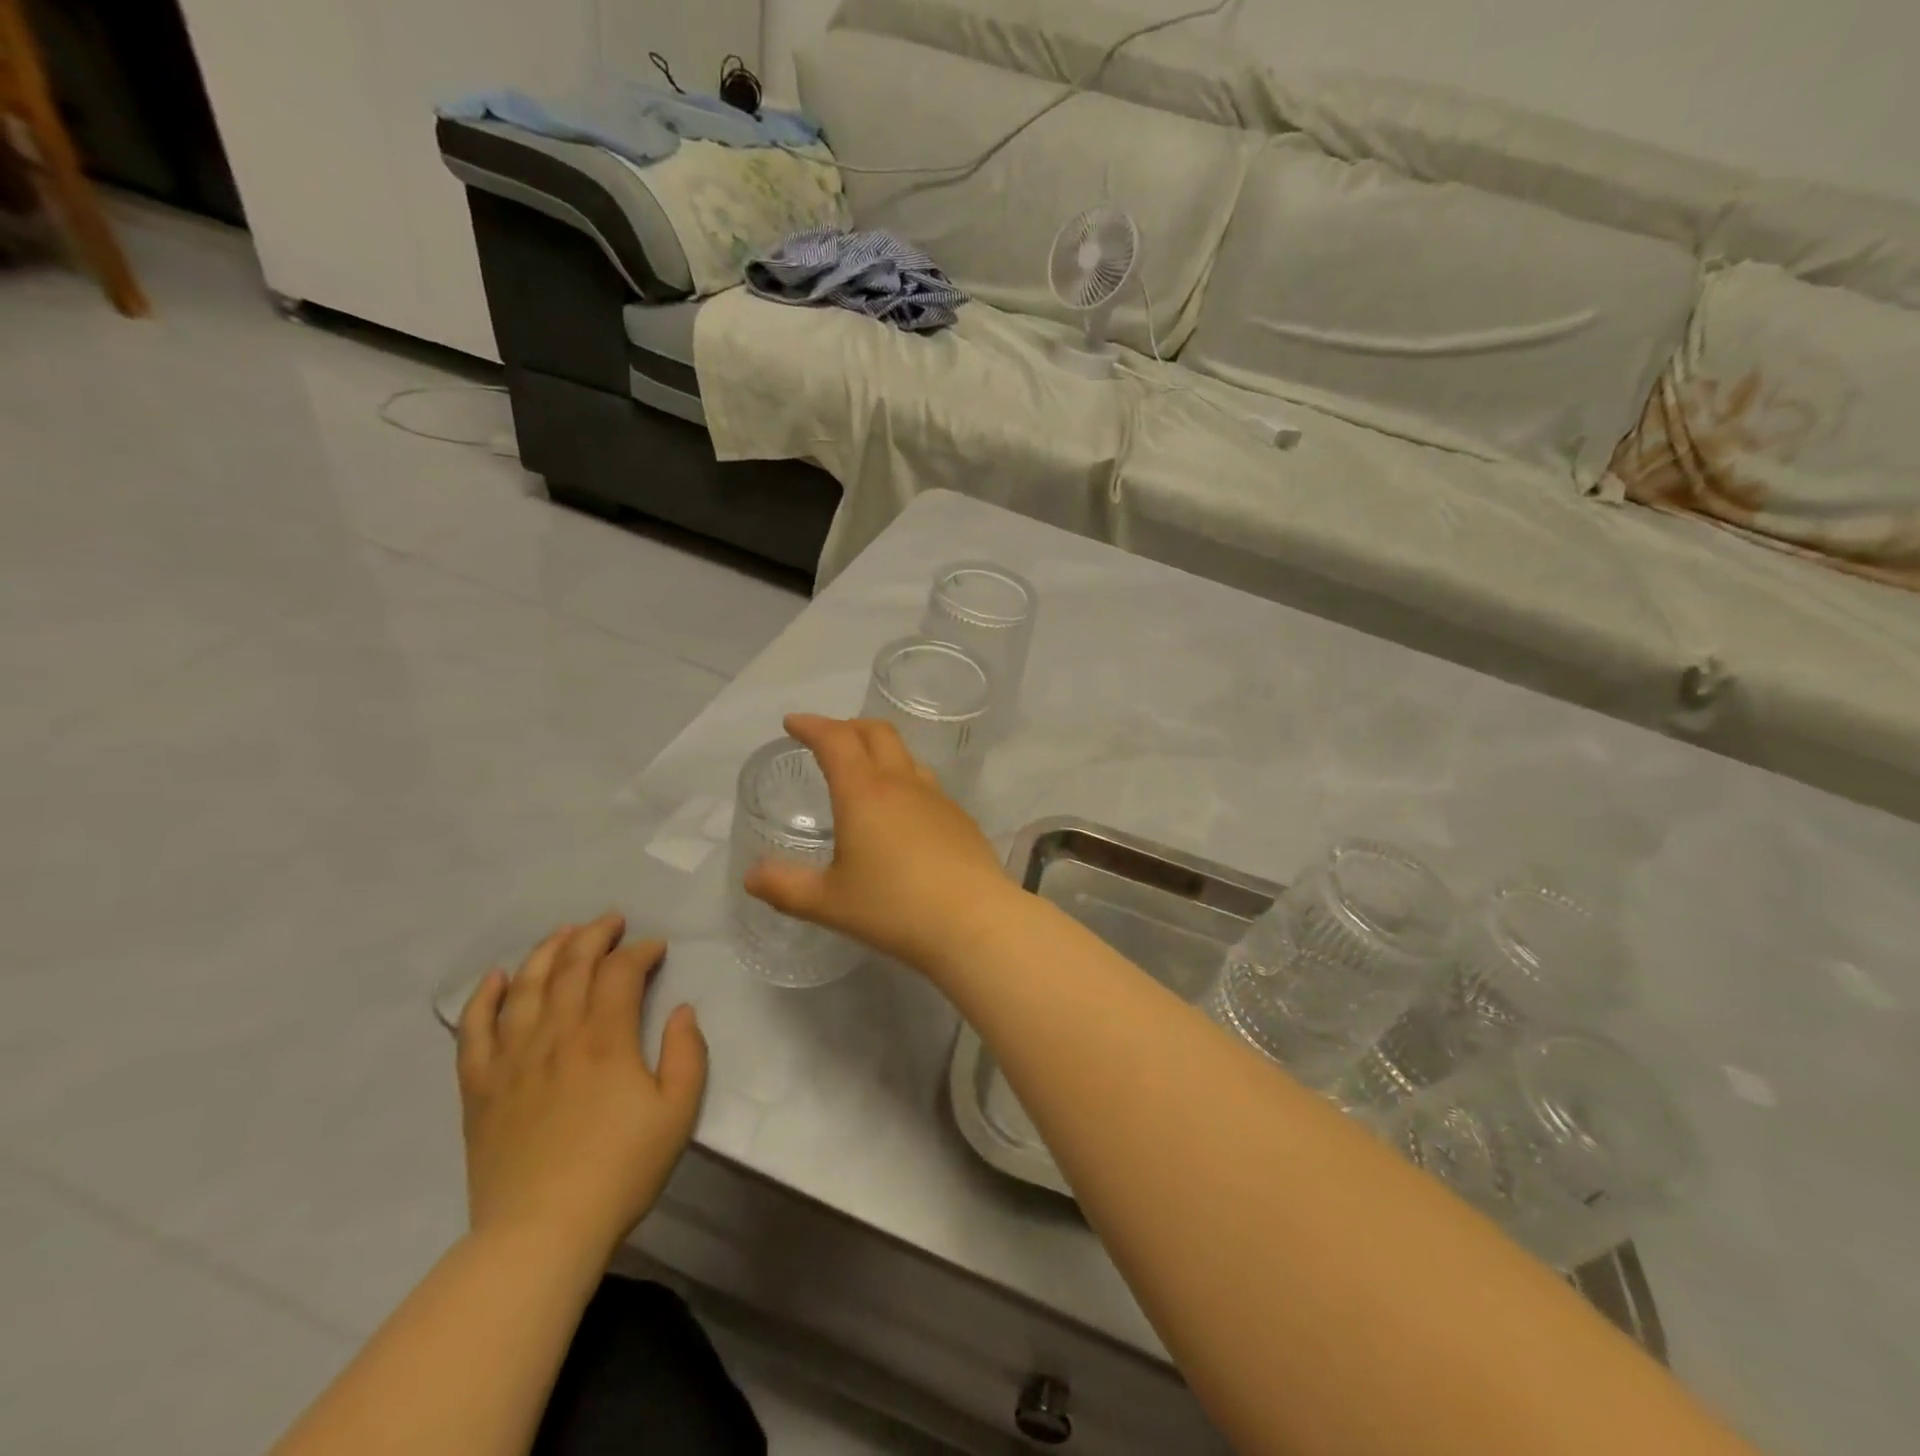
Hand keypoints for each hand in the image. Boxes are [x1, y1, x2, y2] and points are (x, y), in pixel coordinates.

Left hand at [456, 914, 706, 1262]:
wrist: (540, 1234)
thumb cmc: (619, 1170)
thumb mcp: (678, 1113)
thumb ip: (687, 1053)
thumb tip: (683, 1011)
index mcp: (606, 1039)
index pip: (620, 973)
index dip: (640, 951)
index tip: (656, 948)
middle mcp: (556, 1036)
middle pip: (571, 966)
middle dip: (594, 936)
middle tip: (612, 922)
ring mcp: (511, 1059)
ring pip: (526, 986)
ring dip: (547, 951)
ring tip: (564, 933)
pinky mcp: (479, 1087)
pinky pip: (474, 1030)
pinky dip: (484, 997)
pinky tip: (497, 977)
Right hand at [744, 713, 1020, 971]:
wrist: (975, 922)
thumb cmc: (894, 908)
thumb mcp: (829, 902)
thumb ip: (785, 887)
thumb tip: (751, 876)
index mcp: (864, 792)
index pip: (835, 740)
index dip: (811, 725)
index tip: (793, 723)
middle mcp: (902, 784)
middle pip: (876, 732)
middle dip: (847, 726)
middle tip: (826, 738)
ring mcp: (937, 798)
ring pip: (905, 756)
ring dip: (879, 750)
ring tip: (863, 771)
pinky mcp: (960, 818)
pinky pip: (925, 784)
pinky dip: (903, 780)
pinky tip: (900, 814)